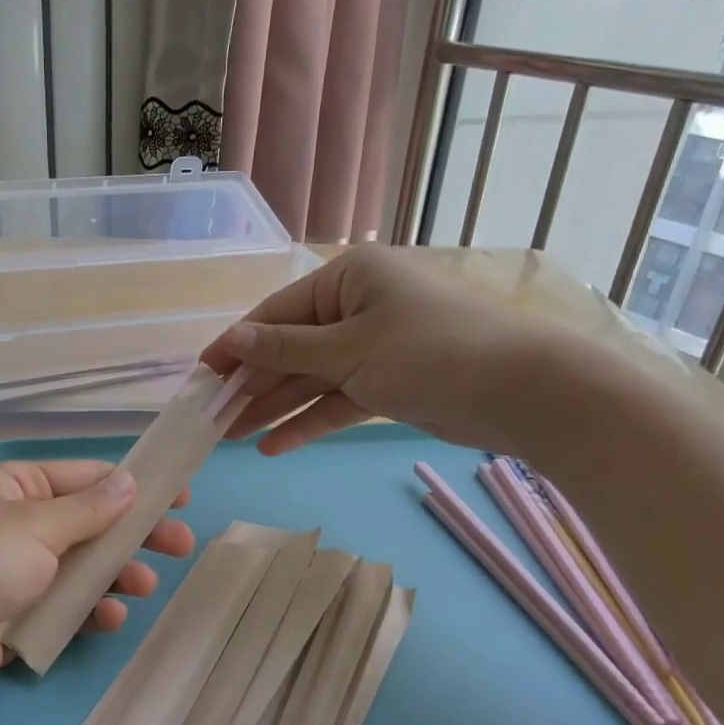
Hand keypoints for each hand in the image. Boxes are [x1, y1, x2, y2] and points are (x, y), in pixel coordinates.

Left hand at [0, 461, 192, 720]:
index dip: (132, 485)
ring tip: (145, 585)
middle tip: (180, 545)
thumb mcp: (32, 528)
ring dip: (114, 575)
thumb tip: (129, 479)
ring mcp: (13, 575)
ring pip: (79, 569)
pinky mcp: (11, 620)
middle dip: (132, 534)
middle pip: (88, 524)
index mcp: (14, 488)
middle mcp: (15, 526)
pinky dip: (87, 611)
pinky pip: (61, 609)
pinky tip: (109, 619)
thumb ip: (87, 510)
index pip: (84, 478)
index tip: (177, 495)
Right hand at [202, 244, 599, 455]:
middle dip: (253, 384)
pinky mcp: (389, 382)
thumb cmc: (429, 352)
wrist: (521, 391)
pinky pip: (338, 400)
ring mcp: (374, 346)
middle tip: (212, 417)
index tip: (201, 374)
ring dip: (275, 407)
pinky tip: (276, 446)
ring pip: (312, 378)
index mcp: (349, 278)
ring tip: (233, 437)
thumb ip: (286, 349)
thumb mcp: (349, 349)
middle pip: (291, 348)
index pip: (277, 313)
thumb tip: (234, 340)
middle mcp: (358, 306)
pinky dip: (310, 420)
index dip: (237, 345)